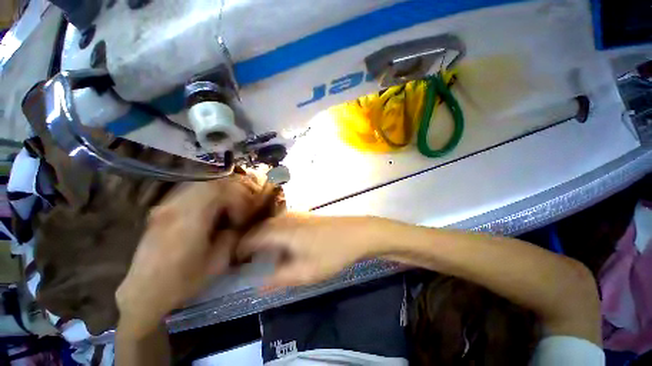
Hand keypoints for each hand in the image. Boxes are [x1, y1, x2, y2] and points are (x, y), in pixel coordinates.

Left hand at [116, 176, 260, 336]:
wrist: (143, 293)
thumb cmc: (182, 281)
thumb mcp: (218, 262)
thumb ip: (233, 237)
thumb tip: (239, 224)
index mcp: (190, 218)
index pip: (220, 190)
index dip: (238, 199)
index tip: (242, 217)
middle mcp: (176, 206)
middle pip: (211, 183)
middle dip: (231, 193)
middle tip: (238, 209)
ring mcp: (166, 206)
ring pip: (199, 185)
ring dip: (218, 193)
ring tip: (225, 210)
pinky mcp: (162, 210)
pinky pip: (189, 192)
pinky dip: (205, 196)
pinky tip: (208, 213)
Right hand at [237, 214, 389, 288]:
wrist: (357, 233)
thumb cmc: (333, 253)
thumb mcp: (306, 272)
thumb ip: (280, 279)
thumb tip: (259, 285)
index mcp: (283, 230)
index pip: (252, 236)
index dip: (240, 248)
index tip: (234, 262)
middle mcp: (287, 218)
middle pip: (261, 227)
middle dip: (250, 242)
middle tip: (245, 259)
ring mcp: (298, 215)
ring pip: (272, 223)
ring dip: (263, 236)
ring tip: (261, 253)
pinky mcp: (306, 216)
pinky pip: (283, 222)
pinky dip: (275, 232)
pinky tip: (282, 243)